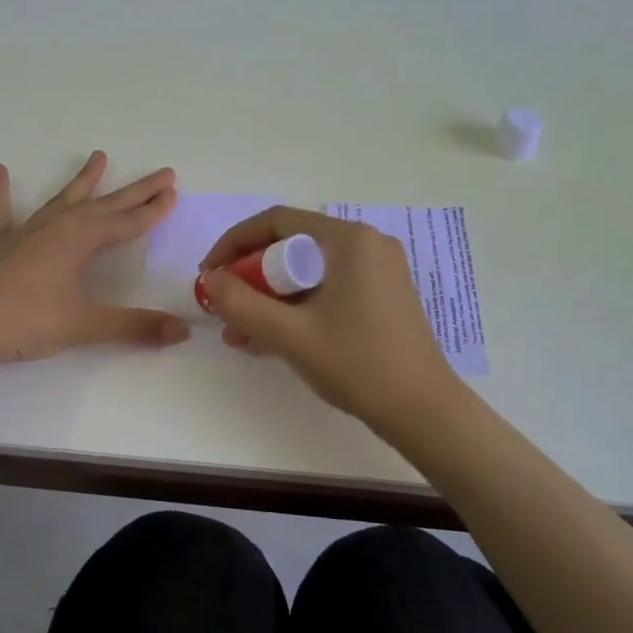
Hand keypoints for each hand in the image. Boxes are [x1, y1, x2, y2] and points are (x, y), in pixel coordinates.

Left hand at [0, 152, 190, 366]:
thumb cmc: (26, 321)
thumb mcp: (85, 325)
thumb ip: (135, 327)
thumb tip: (183, 331)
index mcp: (79, 240)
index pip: (126, 222)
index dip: (152, 210)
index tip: (173, 193)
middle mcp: (56, 226)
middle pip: (104, 205)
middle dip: (134, 191)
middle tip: (161, 173)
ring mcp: (24, 231)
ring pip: (62, 199)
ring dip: (82, 181)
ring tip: (99, 156)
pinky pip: (1, 211)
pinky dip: (2, 191)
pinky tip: (0, 171)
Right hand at [199, 207, 461, 430]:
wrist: (424, 411)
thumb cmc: (358, 364)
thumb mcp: (290, 335)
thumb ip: (241, 304)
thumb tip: (210, 279)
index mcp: (348, 240)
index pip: (276, 221)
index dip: (234, 243)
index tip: (209, 274)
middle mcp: (365, 244)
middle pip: (291, 245)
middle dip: (250, 277)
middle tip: (225, 307)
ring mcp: (377, 270)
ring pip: (307, 271)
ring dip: (270, 298)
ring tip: (239, 334)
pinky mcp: (381, 295)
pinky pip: (326, 289)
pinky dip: (296, 307)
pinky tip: (270, 339)